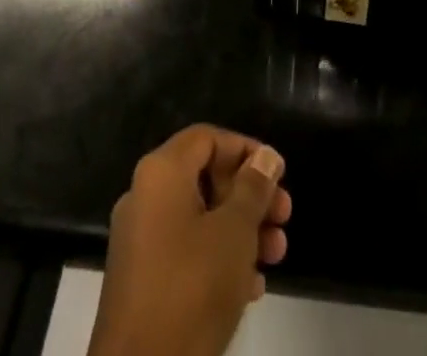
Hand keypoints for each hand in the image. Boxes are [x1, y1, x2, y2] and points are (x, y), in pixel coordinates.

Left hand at [89, 126, 290, 355]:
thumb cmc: (192, 287)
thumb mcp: (234, 232)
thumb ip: (253, 188)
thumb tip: (265, 156)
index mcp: (161, 172)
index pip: (208, 138)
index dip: (246, 150)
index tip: (278, 175)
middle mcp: (146, 195)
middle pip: (206, 177)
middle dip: (249, 195)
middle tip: (285, 217)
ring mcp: (141, 239)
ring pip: (200, 217)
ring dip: (241, 230)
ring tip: (276, 254)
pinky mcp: (143, 279)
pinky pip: (186, 250)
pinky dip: (219, 256)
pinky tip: (252, 285)